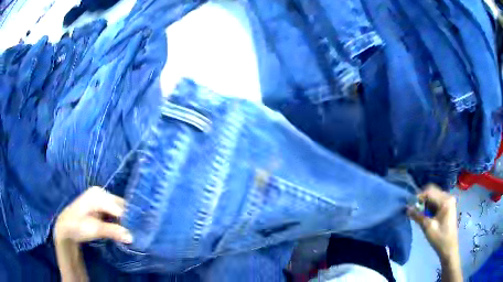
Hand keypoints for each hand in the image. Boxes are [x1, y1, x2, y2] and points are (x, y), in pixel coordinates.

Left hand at [54, 186, 132, 243]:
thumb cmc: (77, 226)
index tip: (139, 234)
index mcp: (98, 195)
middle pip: (121, 206)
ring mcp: (101, 198)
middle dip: (129, 219)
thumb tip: (132, 237)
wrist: (66, 227)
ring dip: (125, 221)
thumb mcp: (94, 229)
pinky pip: (115, 212)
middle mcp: (101, 192)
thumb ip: (113, 231)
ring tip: (132, 232)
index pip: (120, 208)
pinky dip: (120, 220)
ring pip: (119, 209)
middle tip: (137, 234)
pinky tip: (123, 229)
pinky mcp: (101, 205)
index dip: (129, 221)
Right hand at [407, 185, 458, 261]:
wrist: (449, 248)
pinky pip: (437, 201)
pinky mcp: (448, 206)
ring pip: (434, 196)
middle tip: (414, 210)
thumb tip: (407, 208)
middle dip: (422, 199)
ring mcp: (449, 201)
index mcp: (445, 200)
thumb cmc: (439, 238)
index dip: (419, 197)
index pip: (430, 191)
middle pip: (432, 192)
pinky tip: (427, 215)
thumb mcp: (428, 227)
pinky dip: (430, 206)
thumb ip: (418, 216)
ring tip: (420, 214)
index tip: (410, 205)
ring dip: (426, 203)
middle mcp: (448, 196)